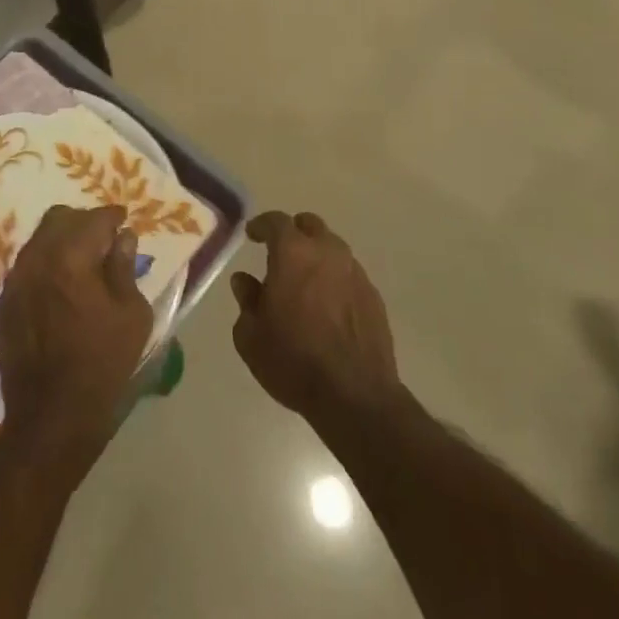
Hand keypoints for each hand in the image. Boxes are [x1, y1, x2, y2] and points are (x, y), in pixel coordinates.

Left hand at [0, 204, 151, 476]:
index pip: (95, 218)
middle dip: (85, 222)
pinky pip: (29, 262)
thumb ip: (124, 268)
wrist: (51, 418)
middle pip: (61, 218)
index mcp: (70, 256)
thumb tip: (122, 238)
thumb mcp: (131, 315)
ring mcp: (16, 277)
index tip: (124, 222)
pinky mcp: (6, 299)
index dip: (113, 217)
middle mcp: (37, 257)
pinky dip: (48, 260)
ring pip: (41, 237)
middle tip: (105, 240)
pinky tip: (64, 283)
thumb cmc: (102, 365)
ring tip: (85, 261)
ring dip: (64, 239)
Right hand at [231, 210, 399, 430]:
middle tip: (282, 250)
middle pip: (310, 226)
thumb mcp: (251, 336)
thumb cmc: (294, 361)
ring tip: (306, 280)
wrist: (355, 396)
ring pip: (333, 248)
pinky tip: (329, 305)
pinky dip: (336, 280)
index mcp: (293, 252)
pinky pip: (350, 275)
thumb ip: (246, 300)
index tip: (252, 234)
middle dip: (294, 232)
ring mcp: (355, 272)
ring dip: (318, 256)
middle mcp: (326, 251)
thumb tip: (245, 280)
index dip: (261, 225)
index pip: (275, 221)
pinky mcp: (374, 296)